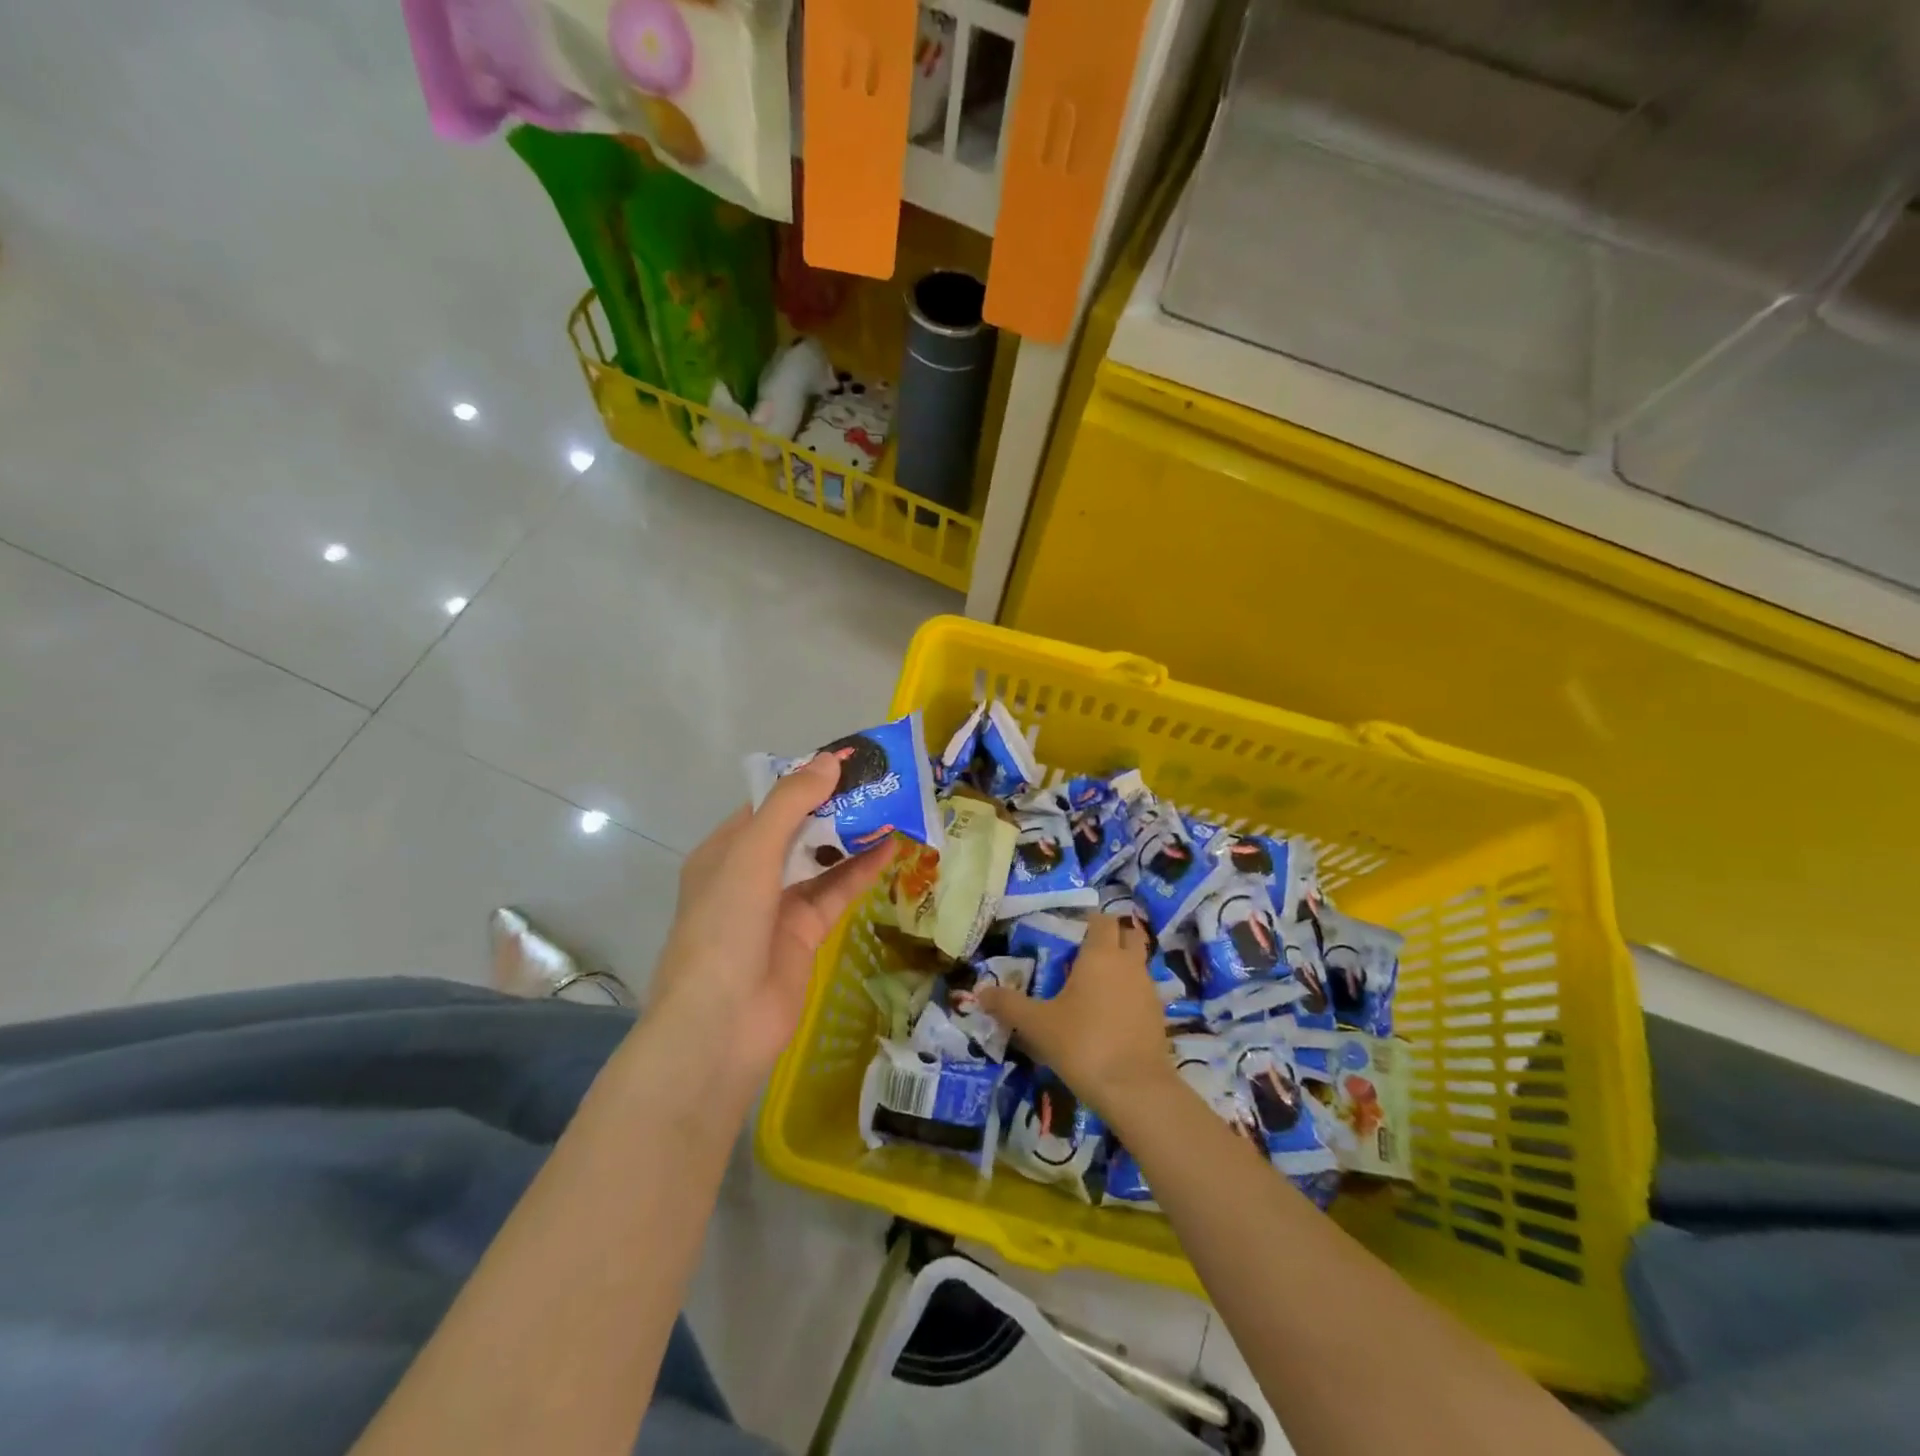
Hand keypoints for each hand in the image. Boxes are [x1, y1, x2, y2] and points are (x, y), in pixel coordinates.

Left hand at [651, 755, 894, 1084]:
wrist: (722, 1023)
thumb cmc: (725, 925)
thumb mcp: (751, 853)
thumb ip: (791, 805)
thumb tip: (828, 762)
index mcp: (726, 850)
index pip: (769, 803)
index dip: (806, 780)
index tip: (847, 761)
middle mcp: (751, 874)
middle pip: (799, 829)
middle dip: (836, 806)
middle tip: (880, 781)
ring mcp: (779, 905)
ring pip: (822, 861)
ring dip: (853, 836)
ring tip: (893, 807)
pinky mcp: (806, 933)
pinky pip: (837, 892)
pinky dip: (861, 871)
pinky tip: (891, 848)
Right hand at [976, 913, 1172, 1118]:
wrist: (1135, 1090)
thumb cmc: (1083, 1044)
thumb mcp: (1037, 1025)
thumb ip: (1008, 1005)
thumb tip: (980, 992)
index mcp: (1101, 955)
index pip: (1101, 920)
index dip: (1088, 920)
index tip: (1070, 929)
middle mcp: (1128, 964)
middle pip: (1128, 935)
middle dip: (1111, 937)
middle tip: (1085, 952)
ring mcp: (1148, 990)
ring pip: (1137, 964)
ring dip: (1121, 966)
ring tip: (1094, 985)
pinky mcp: (1158, 1016)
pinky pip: (1142, 991)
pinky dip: (1129, 993)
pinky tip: (1109, 1015)